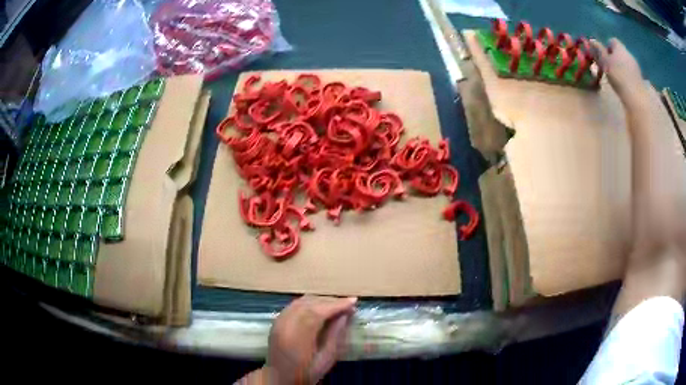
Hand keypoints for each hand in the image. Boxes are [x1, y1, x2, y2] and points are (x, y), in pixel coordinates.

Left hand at [262, 295, 356, 384]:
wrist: (279, 377)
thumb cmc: (305, 372)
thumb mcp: (326, 359)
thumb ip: (335, 336)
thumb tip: (345, 316)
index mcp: (297, 337)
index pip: (317, 312)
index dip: (336, 305)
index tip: (353, 302)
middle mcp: (285, 325)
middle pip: (309, 304)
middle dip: (330, 301)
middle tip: (348, 304)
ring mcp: (279, 321)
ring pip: (301, 301)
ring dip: (320, 300)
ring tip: (337, 305)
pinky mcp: (277, 321)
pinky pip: (294, 305)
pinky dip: (309, 302)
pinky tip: (320, 306)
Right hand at [590, 38, 643, 98]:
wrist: (635, 96)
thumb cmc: (618, 76)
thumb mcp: (604, 62)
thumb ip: (598, 50)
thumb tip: (592, 40)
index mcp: (619, 47)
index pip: (612, 41)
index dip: (607, 47)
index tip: (604, 57)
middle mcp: (628, 53)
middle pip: (620, 52)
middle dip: (615, 58)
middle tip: (609, 68)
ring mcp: (635, 65)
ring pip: (626, 62)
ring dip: (621, 67)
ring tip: (617, 78)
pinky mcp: (640, 77)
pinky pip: (631, 72)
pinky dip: (627, 75)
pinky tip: (625, 84)